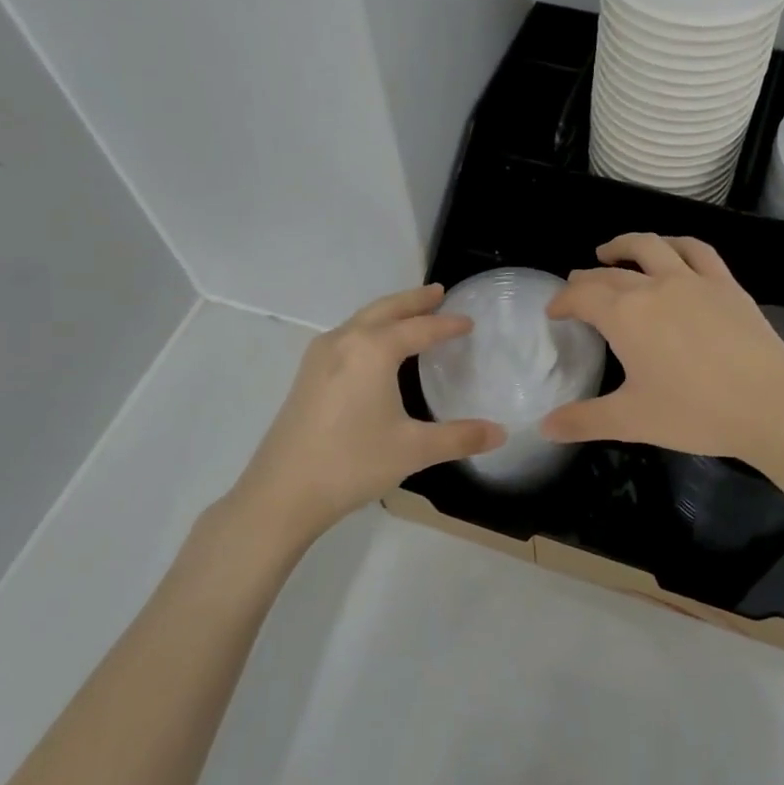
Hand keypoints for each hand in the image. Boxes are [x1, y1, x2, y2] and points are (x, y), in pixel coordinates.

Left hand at [230, 284, 503, 544]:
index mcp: (372, 350)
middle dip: (413, 300)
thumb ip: (460, 437)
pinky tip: (374, 348)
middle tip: (438, 292)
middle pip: (385, 310)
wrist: (282, 492)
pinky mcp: (307, 375)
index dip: (447, 325)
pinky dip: (369, 328)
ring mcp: (320, 356)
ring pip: (361, 320)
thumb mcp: (414, 450)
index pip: (419, 329)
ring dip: (388, 312)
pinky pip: (346, 335)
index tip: (469, 321)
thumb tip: (501, 433)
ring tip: (411, 313)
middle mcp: (344, 341)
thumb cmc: (353, 463)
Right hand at [542, 233, 783, 461]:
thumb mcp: (631, 421)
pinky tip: (671, 250)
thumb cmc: (694, 412)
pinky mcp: (726, 284)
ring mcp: (694, 280)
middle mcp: (655, 286)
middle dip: (587, 278)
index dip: (563, 300)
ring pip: (652, 246)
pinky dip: (676, 244)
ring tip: (611, 251)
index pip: (582, 295)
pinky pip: (697, 251)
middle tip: (576, 287)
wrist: (769, 404)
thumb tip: (545, 427)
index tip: (554, 311)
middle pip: (611, 272)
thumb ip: (584, 421)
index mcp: (626, 315)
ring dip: (625, 245)